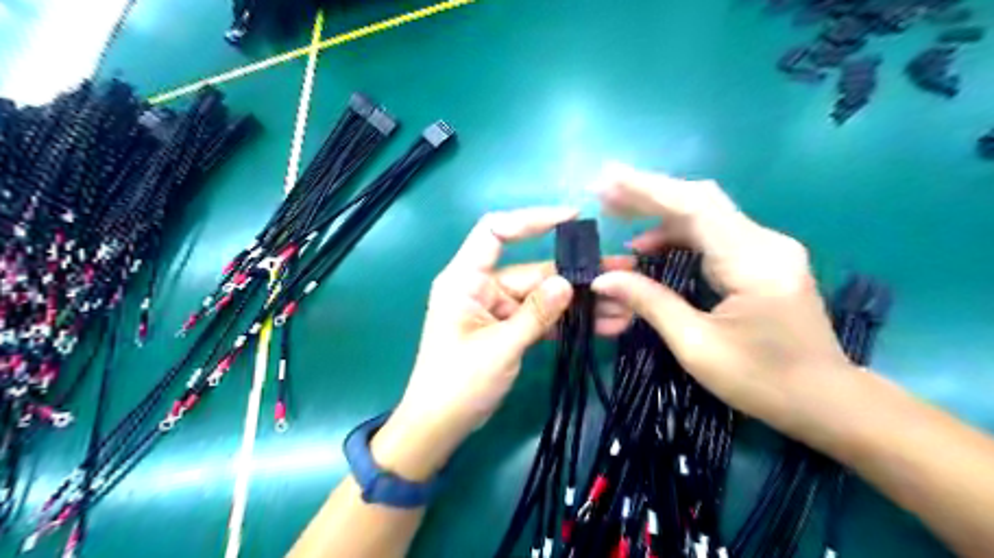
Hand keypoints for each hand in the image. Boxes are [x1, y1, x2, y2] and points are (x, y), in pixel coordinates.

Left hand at [369, 204, 630, 479]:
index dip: (531, 220)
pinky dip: (567, 322)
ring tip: (623, 305)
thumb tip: (568, 282)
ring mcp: (497, 308)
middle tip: (622, 273)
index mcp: (465, 279)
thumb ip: (535, 314)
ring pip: (543, 295)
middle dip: (576, 274)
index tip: (571, 219)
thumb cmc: (457, 384)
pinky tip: (603, 325)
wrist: (439, 426)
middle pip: (533, 269)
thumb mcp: (499, 348)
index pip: (495, 232)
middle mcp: (482, 286)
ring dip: (578, 302)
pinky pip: (541, 317)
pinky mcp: (508, 328)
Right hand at [588, 162, 853, 448]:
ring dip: (659, 215)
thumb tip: (602, 278)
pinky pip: (713, 235)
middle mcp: (765, 243)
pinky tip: (648, 249)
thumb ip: (650, 303)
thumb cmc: (762, 382)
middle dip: (648, 194)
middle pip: (700, 202)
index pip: (694, 208)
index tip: (606, 180)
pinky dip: (676, 236)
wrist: (828, 402)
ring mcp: (767, 248)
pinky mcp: (763, 259)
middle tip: (604, 194)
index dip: (646, 190)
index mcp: (753, 262)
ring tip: (617, 217)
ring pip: (705, 215)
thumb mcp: (697, 346)